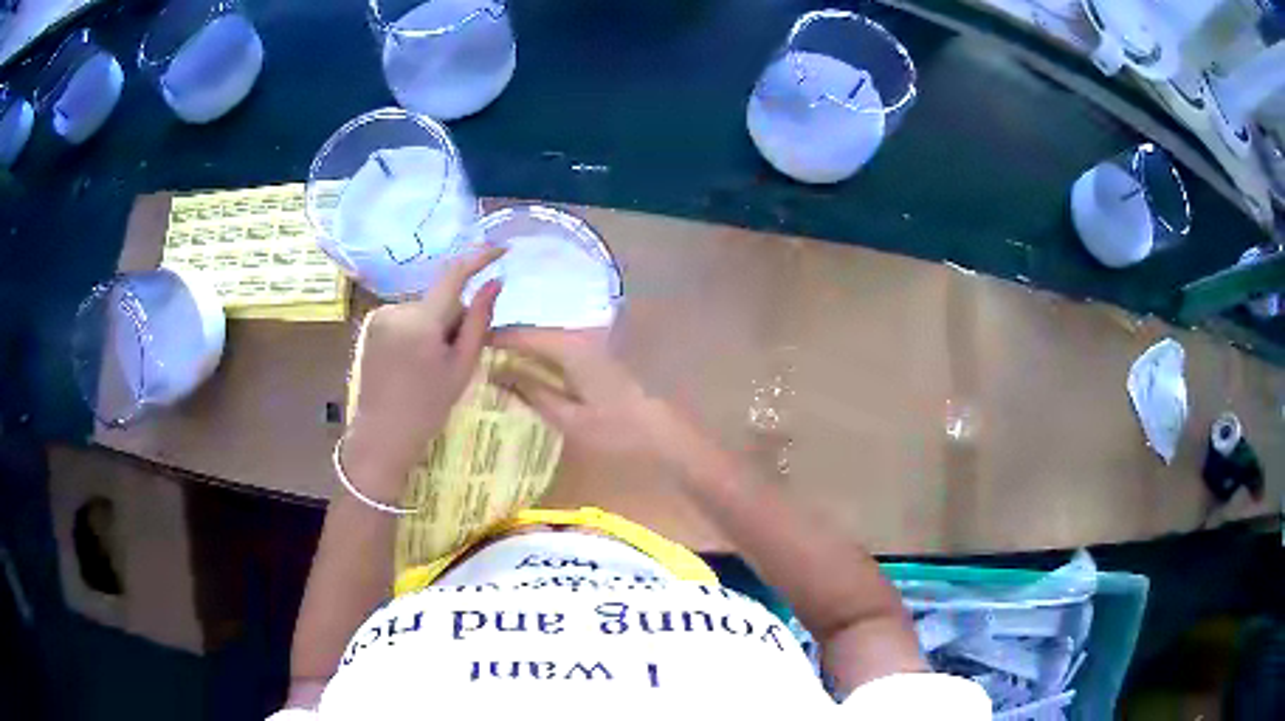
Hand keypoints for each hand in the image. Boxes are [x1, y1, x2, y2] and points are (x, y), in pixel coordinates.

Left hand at [341, 247, 504, 501]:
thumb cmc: (428, 408)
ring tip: (431, 364)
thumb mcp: (462, 367)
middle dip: (454, 317)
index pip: (454, 274)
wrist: (383, 435)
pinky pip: (407, 316)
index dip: (479, 257)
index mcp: (421, 322)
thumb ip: (480, 322)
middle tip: (455, 356)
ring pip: (425, 309)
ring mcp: (380, 316)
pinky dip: (418, 331)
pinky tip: (413, 360)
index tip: (501, 249)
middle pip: (440, 299)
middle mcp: (397, 309)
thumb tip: (495, 282)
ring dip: (435, 326)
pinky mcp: (372, 324)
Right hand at [491, 330, 704, 468]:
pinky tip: (526, 371)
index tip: (465, 345)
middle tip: (474, 357)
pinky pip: (559, 348)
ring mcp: (592, 343)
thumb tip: (496, 372)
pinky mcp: (598, 354)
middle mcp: (580, 336)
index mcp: (570, 347)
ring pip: (545, 338)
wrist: (665, 432)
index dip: (491, 338)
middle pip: (533, 332)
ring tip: (493, 364)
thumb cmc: (617, 429)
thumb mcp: (569, 417)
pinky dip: (538, 356)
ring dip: (521, 348)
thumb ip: (531, 392)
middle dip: (504, 341)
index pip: (521, 334)